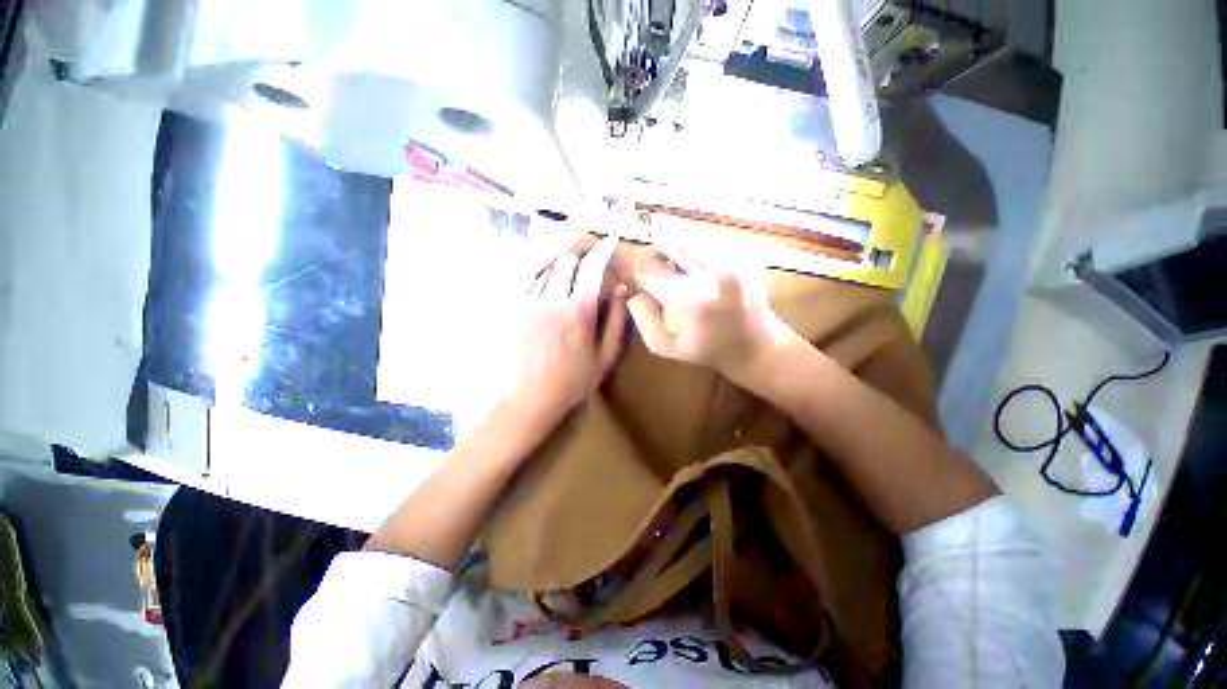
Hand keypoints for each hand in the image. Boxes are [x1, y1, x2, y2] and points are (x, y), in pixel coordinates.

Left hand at [501, 237, 626, 425]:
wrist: (524, 401)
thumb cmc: (570, 383)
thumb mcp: (603, 358)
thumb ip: (616, 322)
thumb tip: (622, 290)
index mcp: (579, 309)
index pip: (593, 268)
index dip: (603, 250)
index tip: (609, 239)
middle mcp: (552, 298)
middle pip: (567, 261)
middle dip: (579, 258)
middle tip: (585, 263)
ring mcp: (526, 301)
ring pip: (544, 268)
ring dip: (558, 268)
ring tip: (564, 277)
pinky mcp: (508, 308)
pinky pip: (525, 280)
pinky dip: (538, 277)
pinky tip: (542, 286)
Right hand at [627, 234, 794, 386]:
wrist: (757, 345)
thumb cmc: (706, 349)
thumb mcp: (665, 346)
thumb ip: (642, 317)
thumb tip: (634, 289)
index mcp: (691, 300)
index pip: (647, 267)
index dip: (643, 275)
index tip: (651, 285)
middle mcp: (714, 271)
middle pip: (668, 233)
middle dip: (659, 250)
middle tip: (666, 269)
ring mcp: (735, 255)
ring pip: (688, 230)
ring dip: (679, 247)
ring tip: (688, 271)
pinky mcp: (748, 249)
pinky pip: (709, 235)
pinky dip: (699, 247)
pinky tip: (707, 270)